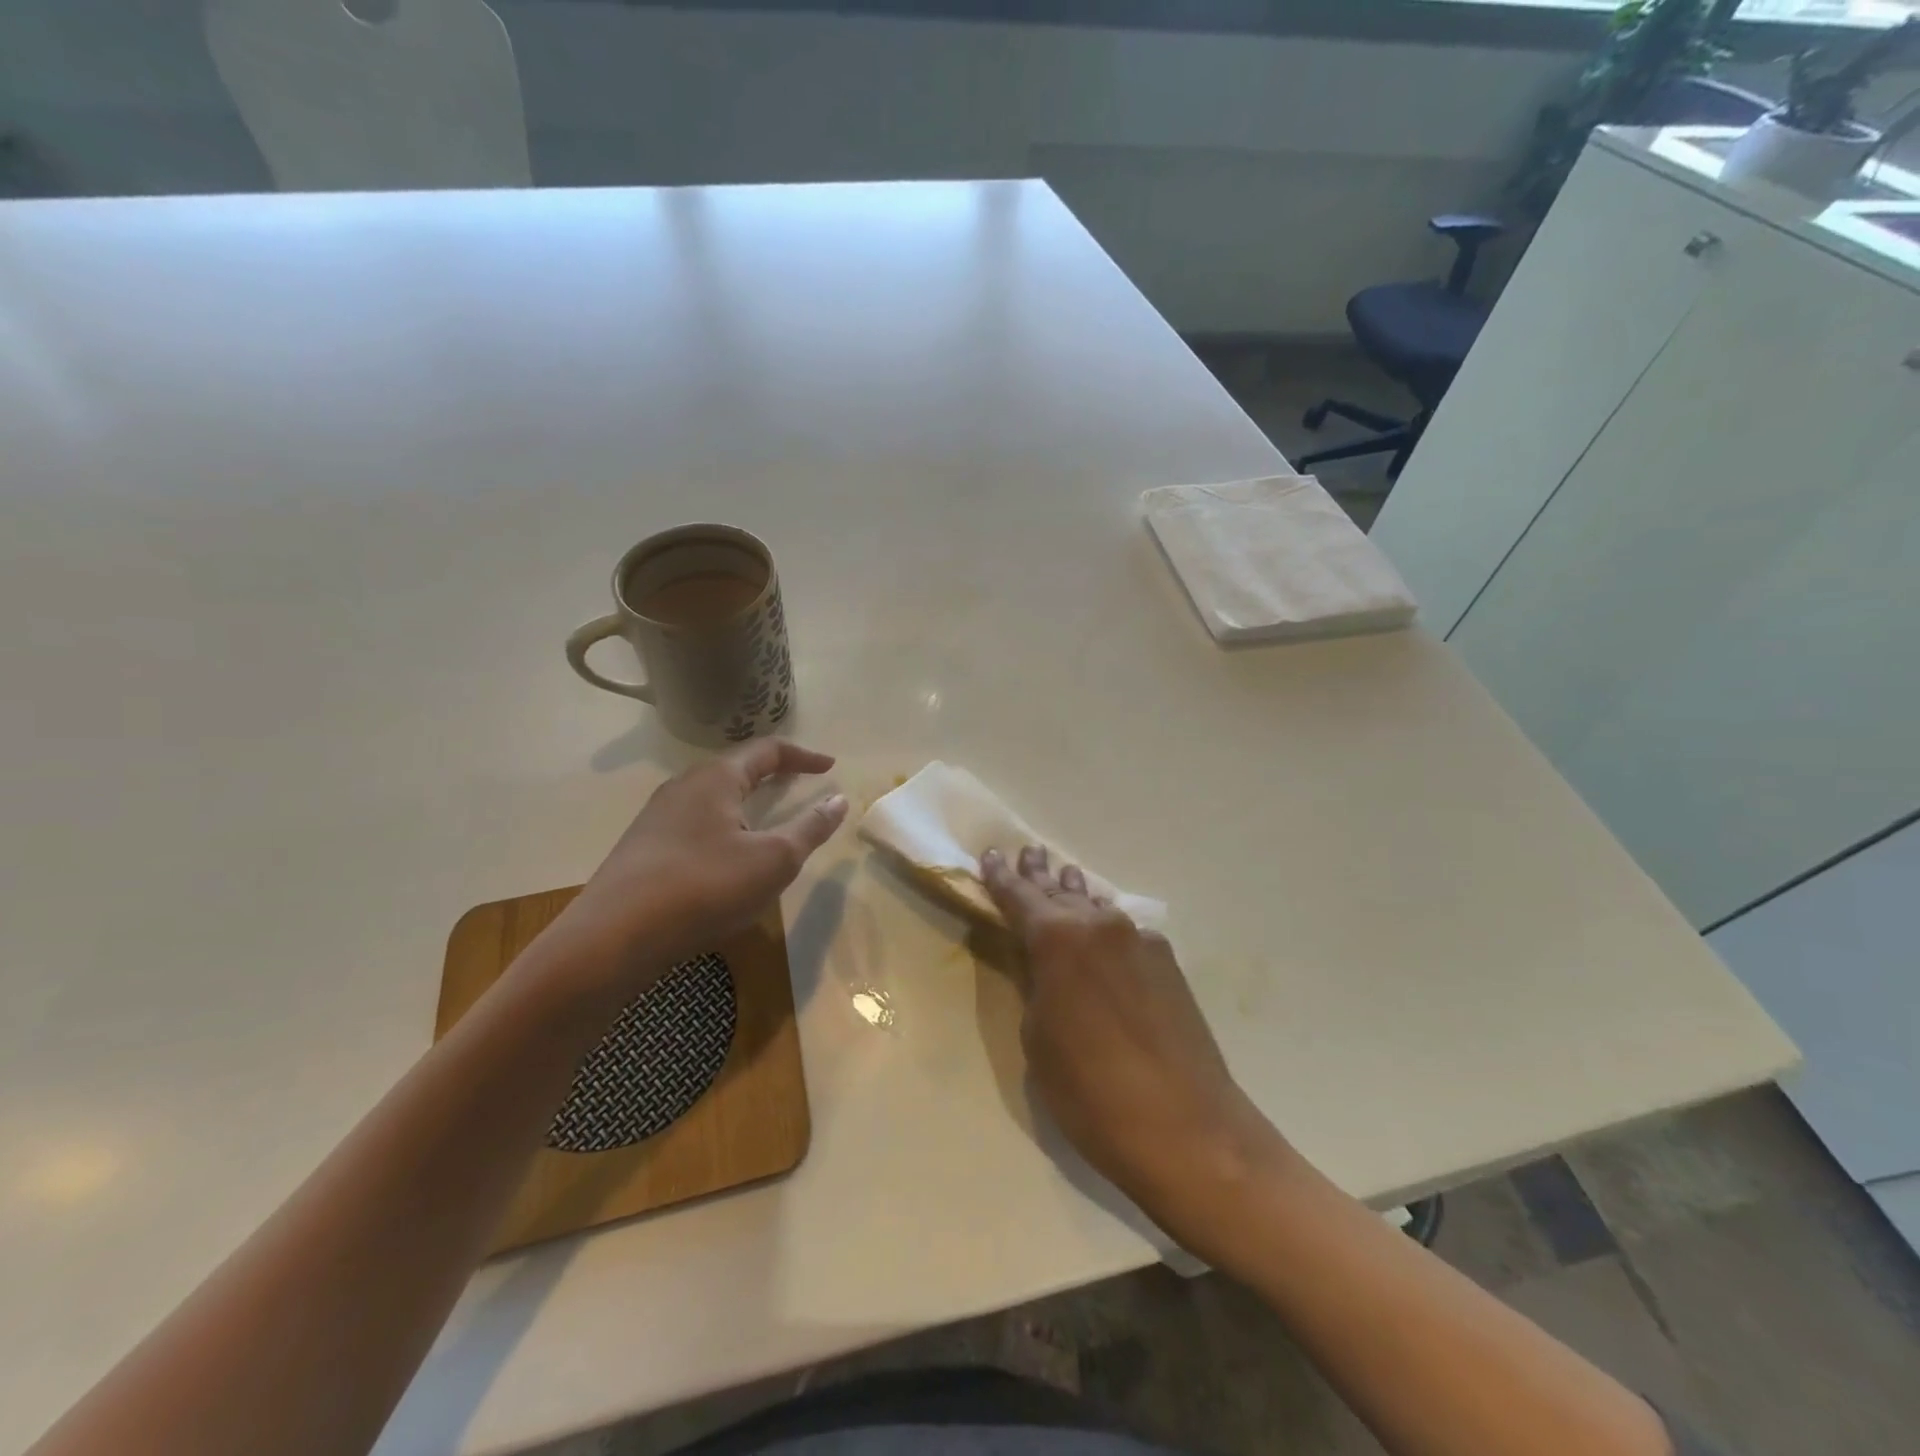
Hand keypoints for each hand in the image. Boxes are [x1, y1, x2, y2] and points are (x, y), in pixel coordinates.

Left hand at [552, 740, 847, 995]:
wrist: (612, 939)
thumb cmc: (704, 888)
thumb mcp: (773, 860)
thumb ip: (810, 828)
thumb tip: (838, 800)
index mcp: (715, 778)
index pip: (767, 751)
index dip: (803, 756)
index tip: (830, 767)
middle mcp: (683, 787)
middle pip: (736, 769)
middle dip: (772, 774)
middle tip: (799, 785)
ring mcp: (657, 818)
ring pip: (713, 798)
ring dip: (746, 803)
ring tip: (767, 820)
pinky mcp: (644, 849)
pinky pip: (695, 824)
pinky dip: (725, 828)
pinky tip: (727, 858)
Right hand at [981, 845, 1285, 1249]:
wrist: (1188, 1130)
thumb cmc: (1091, 1093)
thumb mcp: (1038, 1041)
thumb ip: (1035, 987)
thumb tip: (1042, 965)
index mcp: (1057, 940)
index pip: (1019, 897)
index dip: (1001, 877)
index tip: (989, 855)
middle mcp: (1099, 926)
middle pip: (1061, 892)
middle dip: (1041, 875)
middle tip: (1029, 853)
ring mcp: (1140, 940)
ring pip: (1096, 906)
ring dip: (1075, 894)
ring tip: (1063, 876)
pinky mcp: (1167, 963)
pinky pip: (1124, 931)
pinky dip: (1104, 925)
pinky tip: (1102, 929)